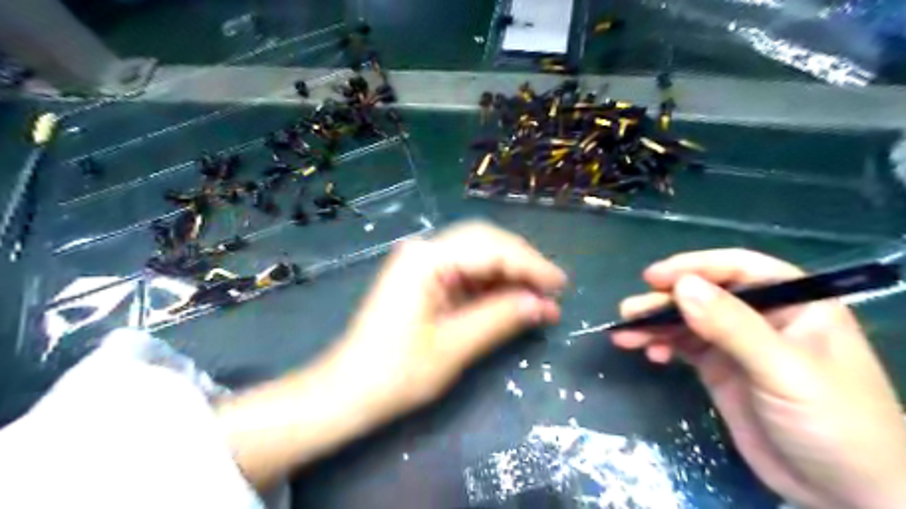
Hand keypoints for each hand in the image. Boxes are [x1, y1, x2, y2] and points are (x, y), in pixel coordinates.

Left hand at [331, 220, 562, 419]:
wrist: (349, 391)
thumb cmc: (396, 372)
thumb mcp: (455, 346)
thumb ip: (500, 318)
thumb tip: (542, 304)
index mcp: (426, 259)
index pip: (491, 249)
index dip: (530, 265)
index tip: (560, 284)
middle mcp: (424, 251)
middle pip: (485, 243)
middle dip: (522, 264)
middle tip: (552, 289)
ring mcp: (422, 264)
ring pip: (478, 256)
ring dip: (510, 276)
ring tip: (539, 299)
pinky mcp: (425, 280)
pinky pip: (466, 274)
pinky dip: (492, 287)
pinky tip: (513, 301)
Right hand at [609, 251, 905, 508]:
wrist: (844, 495)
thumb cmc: (834, 423)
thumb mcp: (784, 371)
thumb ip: (732, 326)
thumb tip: (681, 286)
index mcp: (794, 304)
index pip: (738, 270)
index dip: (694, 267)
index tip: (653, 278)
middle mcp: (762, 317)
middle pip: (704, 295)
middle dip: (664, 301)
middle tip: (629, 311)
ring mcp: (737, 344)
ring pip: (688, 321)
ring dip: (655, 324)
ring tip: (625, 334)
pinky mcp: (719, 369)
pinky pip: (683, 347)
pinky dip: (663, 346)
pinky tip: (650, 355)